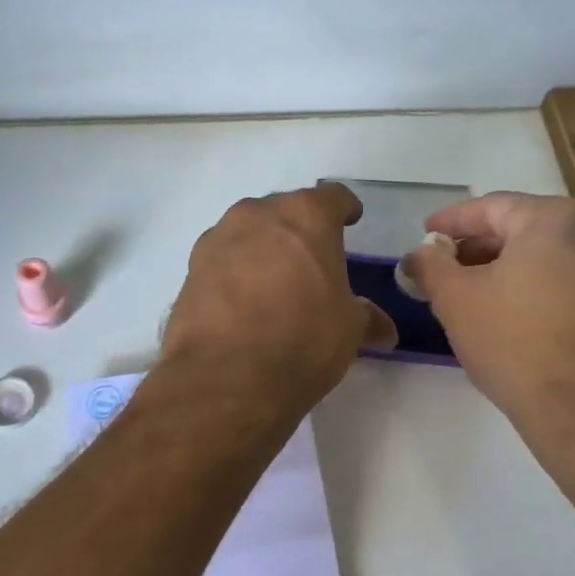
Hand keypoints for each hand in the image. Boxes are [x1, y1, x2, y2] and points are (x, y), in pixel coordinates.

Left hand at [158, 182, 396, 416]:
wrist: (226, 378)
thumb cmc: (302, 340)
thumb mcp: (348, 331)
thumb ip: (365, 318)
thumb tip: (384, 329)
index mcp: (305, 217)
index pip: (332, 197)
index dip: (344, 210)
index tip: (349, 222)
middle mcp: (257, 216)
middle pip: (284, 211)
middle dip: (299, 230)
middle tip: (311, 260)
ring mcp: (217, 240)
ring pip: (248, 233)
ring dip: (262, 249)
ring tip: (274, 283)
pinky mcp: (190, 270)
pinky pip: (222, 261)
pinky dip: (235, 273)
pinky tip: (243, 303)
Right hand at [404, 192, 574, 438]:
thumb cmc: (513, 341)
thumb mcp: (455, 298)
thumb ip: (431, 264)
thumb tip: (421, 252)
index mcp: (554, 218)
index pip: (491, 207)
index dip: (451, 221)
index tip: (424, 235)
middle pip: (522, 228)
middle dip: (478, 246)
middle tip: (443, 266)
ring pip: (547, 255)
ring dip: (506, 267)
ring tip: (470, 290)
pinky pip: (568, 280)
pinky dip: (535, 285)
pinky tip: (509, 311)